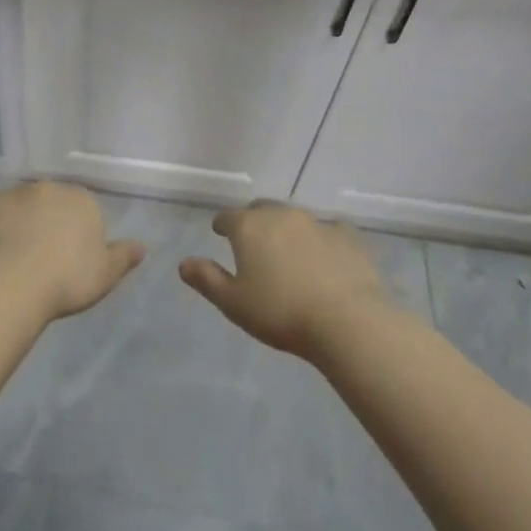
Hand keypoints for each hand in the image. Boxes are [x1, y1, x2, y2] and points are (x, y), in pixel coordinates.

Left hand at [0, 181, 144, 321]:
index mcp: (81, 201)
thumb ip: (123, 257)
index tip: (71, 259)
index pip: (84, 210)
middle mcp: (49, 188)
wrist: (14, 282)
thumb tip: (142, 246)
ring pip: (19, 201)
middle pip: (51, 202)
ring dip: (18, 216)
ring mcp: (14, 192)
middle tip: (42, 254)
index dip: (77, 233)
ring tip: (13, 250)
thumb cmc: (67, 279)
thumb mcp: (105, 275)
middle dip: (47, 220)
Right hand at [180, 201, 394, 355]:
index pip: (227, 217)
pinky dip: (322, 238)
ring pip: (294, 217)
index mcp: (248, 227)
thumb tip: (183, 264)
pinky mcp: (347, 236)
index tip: (220, 233)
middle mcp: (280, 215)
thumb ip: (206, 279)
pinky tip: (325, 255)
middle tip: (253, 241)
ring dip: (286, 229)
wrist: (348, 320)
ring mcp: (316, 222)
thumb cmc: (281, 312)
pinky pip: (328, 230)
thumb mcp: (233, 302)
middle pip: (261, 210)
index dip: (222, 225)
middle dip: (253, 221)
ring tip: (287, 250)